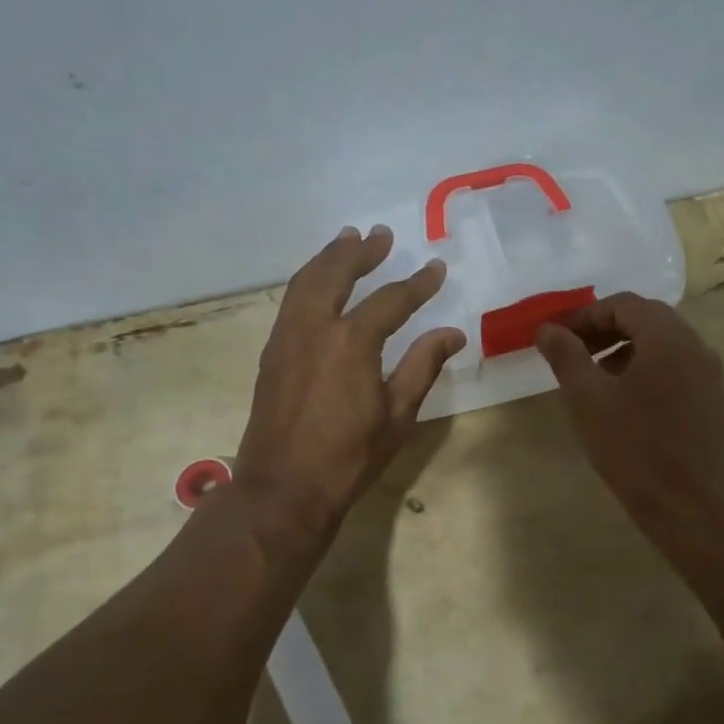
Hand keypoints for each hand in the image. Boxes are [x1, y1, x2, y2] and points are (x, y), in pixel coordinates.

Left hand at [237, 226, 464, 564]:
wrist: (282, 489)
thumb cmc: (348, 457)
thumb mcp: (398, 415)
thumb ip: (423, 366)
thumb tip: (452, 334)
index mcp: (352, 342)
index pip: (391, 299)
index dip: (418, 283)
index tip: (437, 267)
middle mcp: (314, 328)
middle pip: (336, 273)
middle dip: (361, 252)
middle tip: (381, 235)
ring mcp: (287, 337)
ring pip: (306, 281)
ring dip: (329, 257)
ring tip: (347, 240)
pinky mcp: (272, 352)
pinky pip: (291, 300)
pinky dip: (309, 279)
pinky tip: (319, 282)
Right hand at [533, 293, 723, 532]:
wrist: (687, 506)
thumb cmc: (632, 448)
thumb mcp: (587, 399)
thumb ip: (566, 355)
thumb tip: (547, 329)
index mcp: (667, 338)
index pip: (624, 304)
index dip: (586, 314)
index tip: (557, 335)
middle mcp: (694, 345)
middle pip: (646, 318)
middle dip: (605, 328)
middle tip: (572, 349)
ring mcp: (708, 372)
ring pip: (661, 341)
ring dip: (624, 346)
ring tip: (593, 373)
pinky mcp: (710, 397)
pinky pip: (675, 364)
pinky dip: (645, 365)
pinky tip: (623, 396)